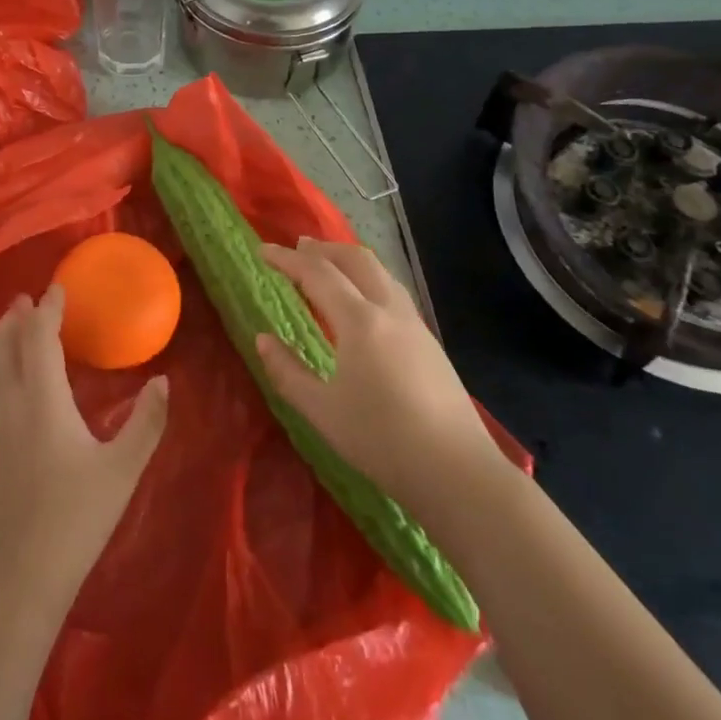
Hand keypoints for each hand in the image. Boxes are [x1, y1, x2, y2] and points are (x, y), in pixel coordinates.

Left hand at [0, 284, 169, 614]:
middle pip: (4, 347)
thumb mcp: (123, 469)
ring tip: (9, 325)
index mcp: (43, 400)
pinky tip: (2, 376)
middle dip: (15, 318)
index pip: (39, 338)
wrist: (19, 576)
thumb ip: (147, 422)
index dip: (47, 309)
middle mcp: (11, 404)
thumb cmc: (75, 518)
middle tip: (27, 297)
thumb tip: (164, 380)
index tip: (58, 288)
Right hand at [255, 237, 496, 509]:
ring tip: (328, 266)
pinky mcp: (430, 342)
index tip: (263, 250)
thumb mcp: (322, 411)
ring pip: (380, 272)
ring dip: (349, 260)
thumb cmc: (381, 440)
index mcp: (359, 322)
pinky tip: (362, 303)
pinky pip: (393, 291)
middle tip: (297, 248)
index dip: (287, 259)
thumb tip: (263, 340)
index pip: (317, 274)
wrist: (457, 471)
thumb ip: (287, 372)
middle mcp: (389, 311)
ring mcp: (415, 325)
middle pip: (356, 259)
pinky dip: (369, 279)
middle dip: (323, 249)